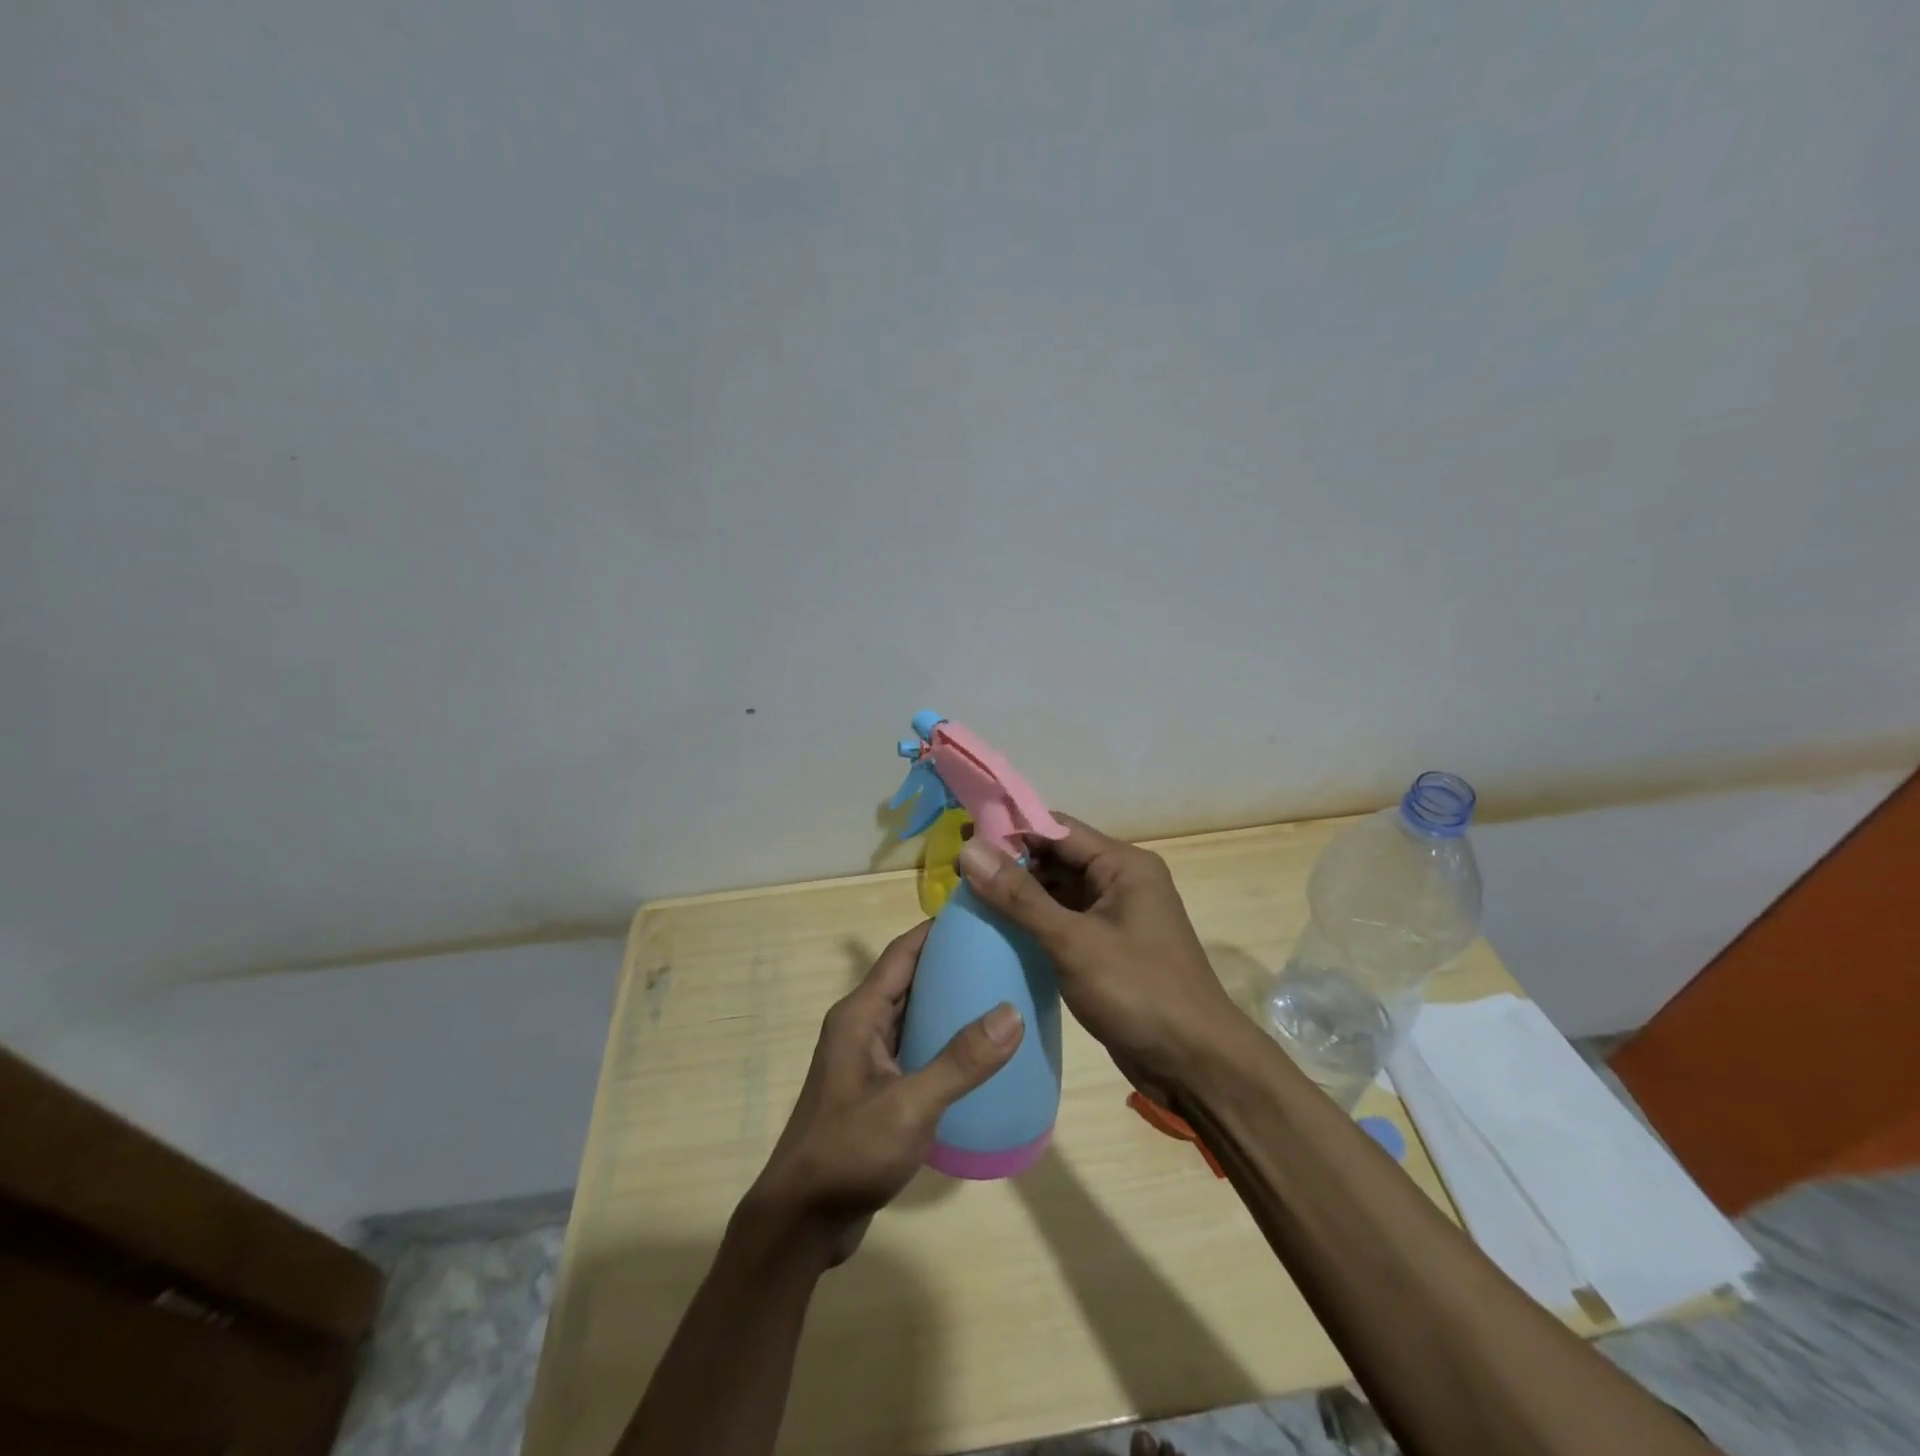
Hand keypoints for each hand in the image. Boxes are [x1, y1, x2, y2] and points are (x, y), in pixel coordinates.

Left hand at [744, 921, 1024, 1265]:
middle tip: (1002, 952)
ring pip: (913, 1014)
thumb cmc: (849, 1152)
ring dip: (948, 1001)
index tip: (981, 913)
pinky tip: (978, 1052)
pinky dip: (943, 1038)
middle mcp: (861, 1026)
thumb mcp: (910, 1106)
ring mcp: (867, 1059)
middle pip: (909, 978)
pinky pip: (915, 1046)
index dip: (938, 929)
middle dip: (951, 962)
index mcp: (860, 1015)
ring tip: (1000, 993)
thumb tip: (1012, 1012)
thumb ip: (960, 1061)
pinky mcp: (876, 1089)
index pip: (902, 952)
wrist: (802, 1221)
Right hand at [955, 815, 1246, 1093]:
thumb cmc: (1139, 992)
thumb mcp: (1074, 942)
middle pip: (1056, 857)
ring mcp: (1115, 915)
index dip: (1009, 829)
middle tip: (957, 872)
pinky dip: (1033, 922)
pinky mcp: (1108, 946)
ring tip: (968, 898)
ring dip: (1019, 893)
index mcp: (1123, 864)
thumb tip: (969, 850)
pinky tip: (998, 931)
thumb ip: (1020, 897)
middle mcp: (1120, 881)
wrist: (1196, 1064)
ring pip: (1058, 890)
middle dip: (1010, 862)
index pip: (1056, 828)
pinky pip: (1064, 920)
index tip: (961, 837)